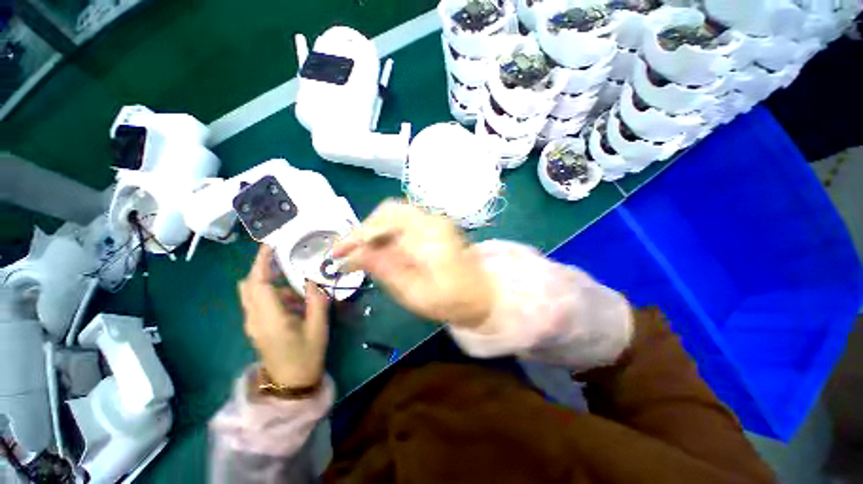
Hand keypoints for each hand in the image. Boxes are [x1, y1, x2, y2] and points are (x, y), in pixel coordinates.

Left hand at [238, 245, 329, 387]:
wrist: (291, 385)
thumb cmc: (307, 356)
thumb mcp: (318, 327)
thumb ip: (315, 301)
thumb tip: (311, 280)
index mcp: (270, 318)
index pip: (258, 283)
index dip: (262, 262)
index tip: (270, 245)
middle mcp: (255, 319)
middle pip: (249, 285)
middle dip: (263, 268)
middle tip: (284, 258)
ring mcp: (252, 324)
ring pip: (253, 294)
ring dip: (271, 283)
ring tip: (298, 287)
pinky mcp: (256, 328)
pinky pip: (258, 303)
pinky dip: (272, 294)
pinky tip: (294, 302)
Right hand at [333, 200, 495, 327]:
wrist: (482, 294)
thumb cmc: (450, 301)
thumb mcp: (413, 293)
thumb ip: (385, 270)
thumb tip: (355, 255)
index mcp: (429, 237)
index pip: (386, 223)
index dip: (358, 235)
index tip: (338, 252)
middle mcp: (432, 221)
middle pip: (389, 210)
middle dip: (365, 229)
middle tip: (351, 252)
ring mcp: (435, 220)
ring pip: (395, 212)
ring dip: (375, 229)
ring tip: (363, 252)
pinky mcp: (435, 225)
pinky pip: (404, 220)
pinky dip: (387, 231)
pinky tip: (381, 248)